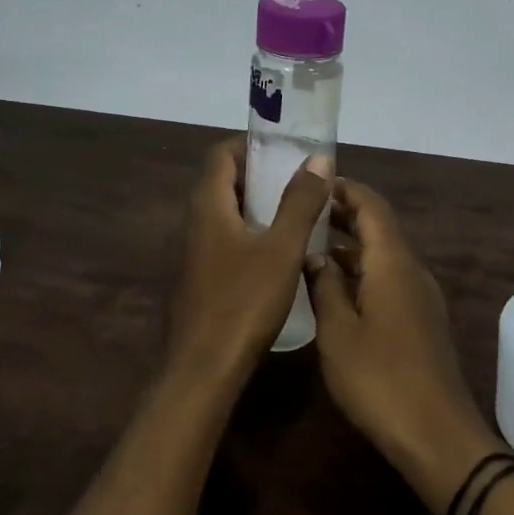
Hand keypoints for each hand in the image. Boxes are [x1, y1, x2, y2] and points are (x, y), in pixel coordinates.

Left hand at [168, 137, 331, 387]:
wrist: (203, 370)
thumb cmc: (244, 301)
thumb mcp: (282, 248)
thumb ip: (300, 202)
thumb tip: (318, 159)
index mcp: (209, 206)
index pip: (222, 154)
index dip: (251, 144)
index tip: (285, 146)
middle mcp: (195, 222)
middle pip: (223, 181)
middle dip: (260, 173)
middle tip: (299, 177)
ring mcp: (195, 253)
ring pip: (225, 213)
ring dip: (257, 204)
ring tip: (296, 209)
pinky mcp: (200, 278)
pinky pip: (225, 239)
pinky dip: (251, 232)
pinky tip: (279, 252)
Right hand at [307, 179, 504, 514]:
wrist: (437, 435)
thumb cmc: (380, 379)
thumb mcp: (338, 332)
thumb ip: (325, 287)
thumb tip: (314, 255)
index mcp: (393, 262)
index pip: (372, 205)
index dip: (344, 189)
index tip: (312, 184)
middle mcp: (411, 269)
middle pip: (379, 226)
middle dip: (343, 214)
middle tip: (302, 212)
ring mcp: (420, 295)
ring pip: (383, 254)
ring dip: (350, 245)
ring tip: (309, 246)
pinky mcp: (421, 319)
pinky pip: (388, 278)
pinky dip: (361, 271)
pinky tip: (334, 288)